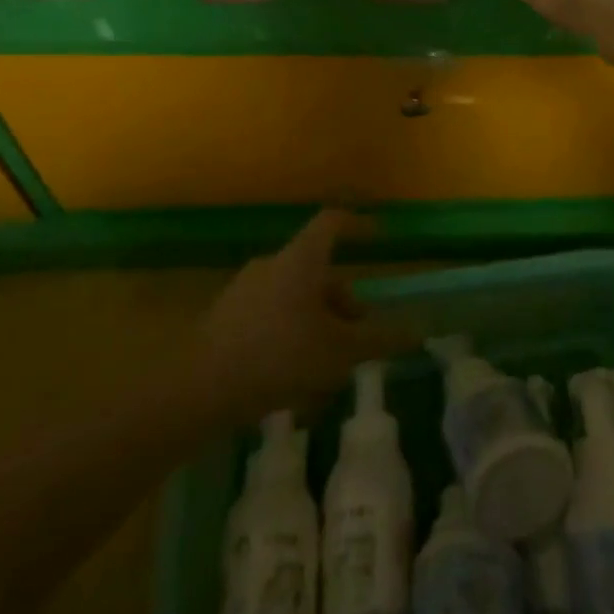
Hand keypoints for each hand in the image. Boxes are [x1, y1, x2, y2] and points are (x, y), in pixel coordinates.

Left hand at [187, 210, 410, 425]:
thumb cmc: (277, 357)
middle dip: (342, 302)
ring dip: (317, 326)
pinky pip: (269, 319)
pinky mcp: (224, 321)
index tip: (378, 236)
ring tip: (328, 371)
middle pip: (316, 272)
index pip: (332, 223)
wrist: (196, 390)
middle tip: (357, 338)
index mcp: (300, 260)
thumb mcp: (338, 352)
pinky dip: (290, 339)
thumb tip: (417, 331)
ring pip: (293, 300)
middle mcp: (271, 266)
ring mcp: (243, 292)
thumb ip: (378, 340)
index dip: (357, 225)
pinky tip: (294, 382)